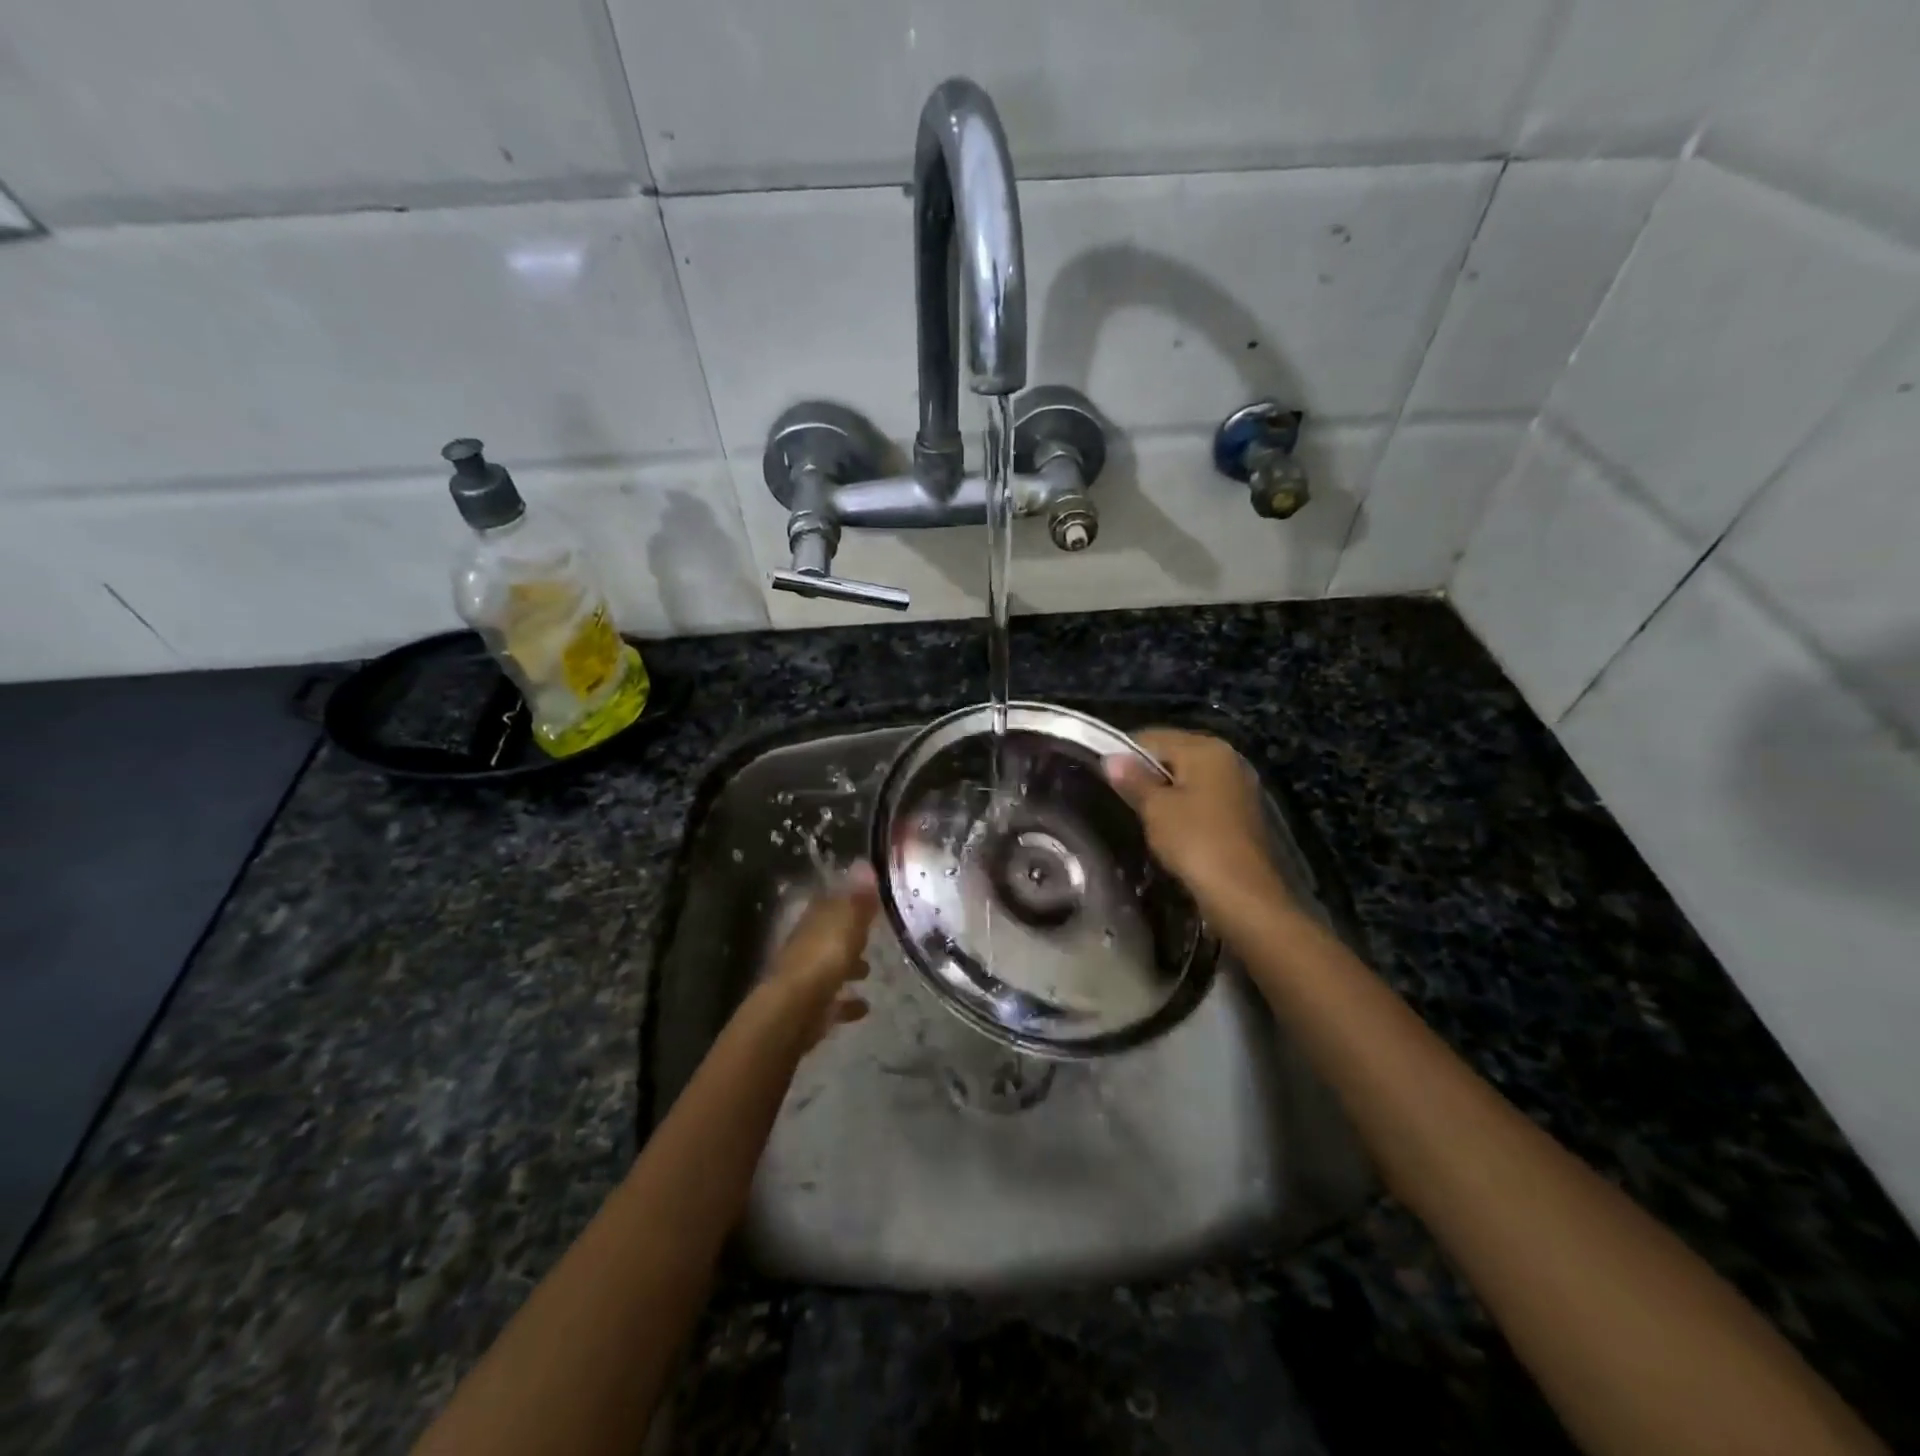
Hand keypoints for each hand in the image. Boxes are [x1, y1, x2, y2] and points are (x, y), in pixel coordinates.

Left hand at [763, 862, 879, 1048]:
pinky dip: (847, 1003)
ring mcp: (807, 977)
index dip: (848, 898)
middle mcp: (807, 945)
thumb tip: (865, 863)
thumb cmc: (823, 958)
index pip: (831, 901)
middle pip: (830, 935)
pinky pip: (833, 1002)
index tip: (869, 898)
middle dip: (849, 935)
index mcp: (815, 920)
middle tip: (872, 936)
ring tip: (870, 971)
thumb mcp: (848, 921)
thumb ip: (859, 897)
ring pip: (830, 967)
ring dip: (848, 967)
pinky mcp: (812, 1007)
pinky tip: (864, 1006)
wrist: (794, 1009)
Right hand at [1104, 729, 1286, 912]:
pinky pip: (1203, 797)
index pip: (1153, 737)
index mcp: (1206, 748)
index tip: (1105, 777)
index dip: (1124, 753)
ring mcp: (1238, 784)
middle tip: (1122, 798)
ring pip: (1189, 777)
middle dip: (1146, 772)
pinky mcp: (1242, 810)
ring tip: (1143, 815)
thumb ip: (1133, 780)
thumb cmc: (1195, 842)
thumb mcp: (1155, 809)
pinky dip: (1184, 806)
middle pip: (1174, 754)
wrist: (1243, 894)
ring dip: (1165, 792)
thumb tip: (1111, 758)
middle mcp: (1227, 757)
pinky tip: (1171, 828)